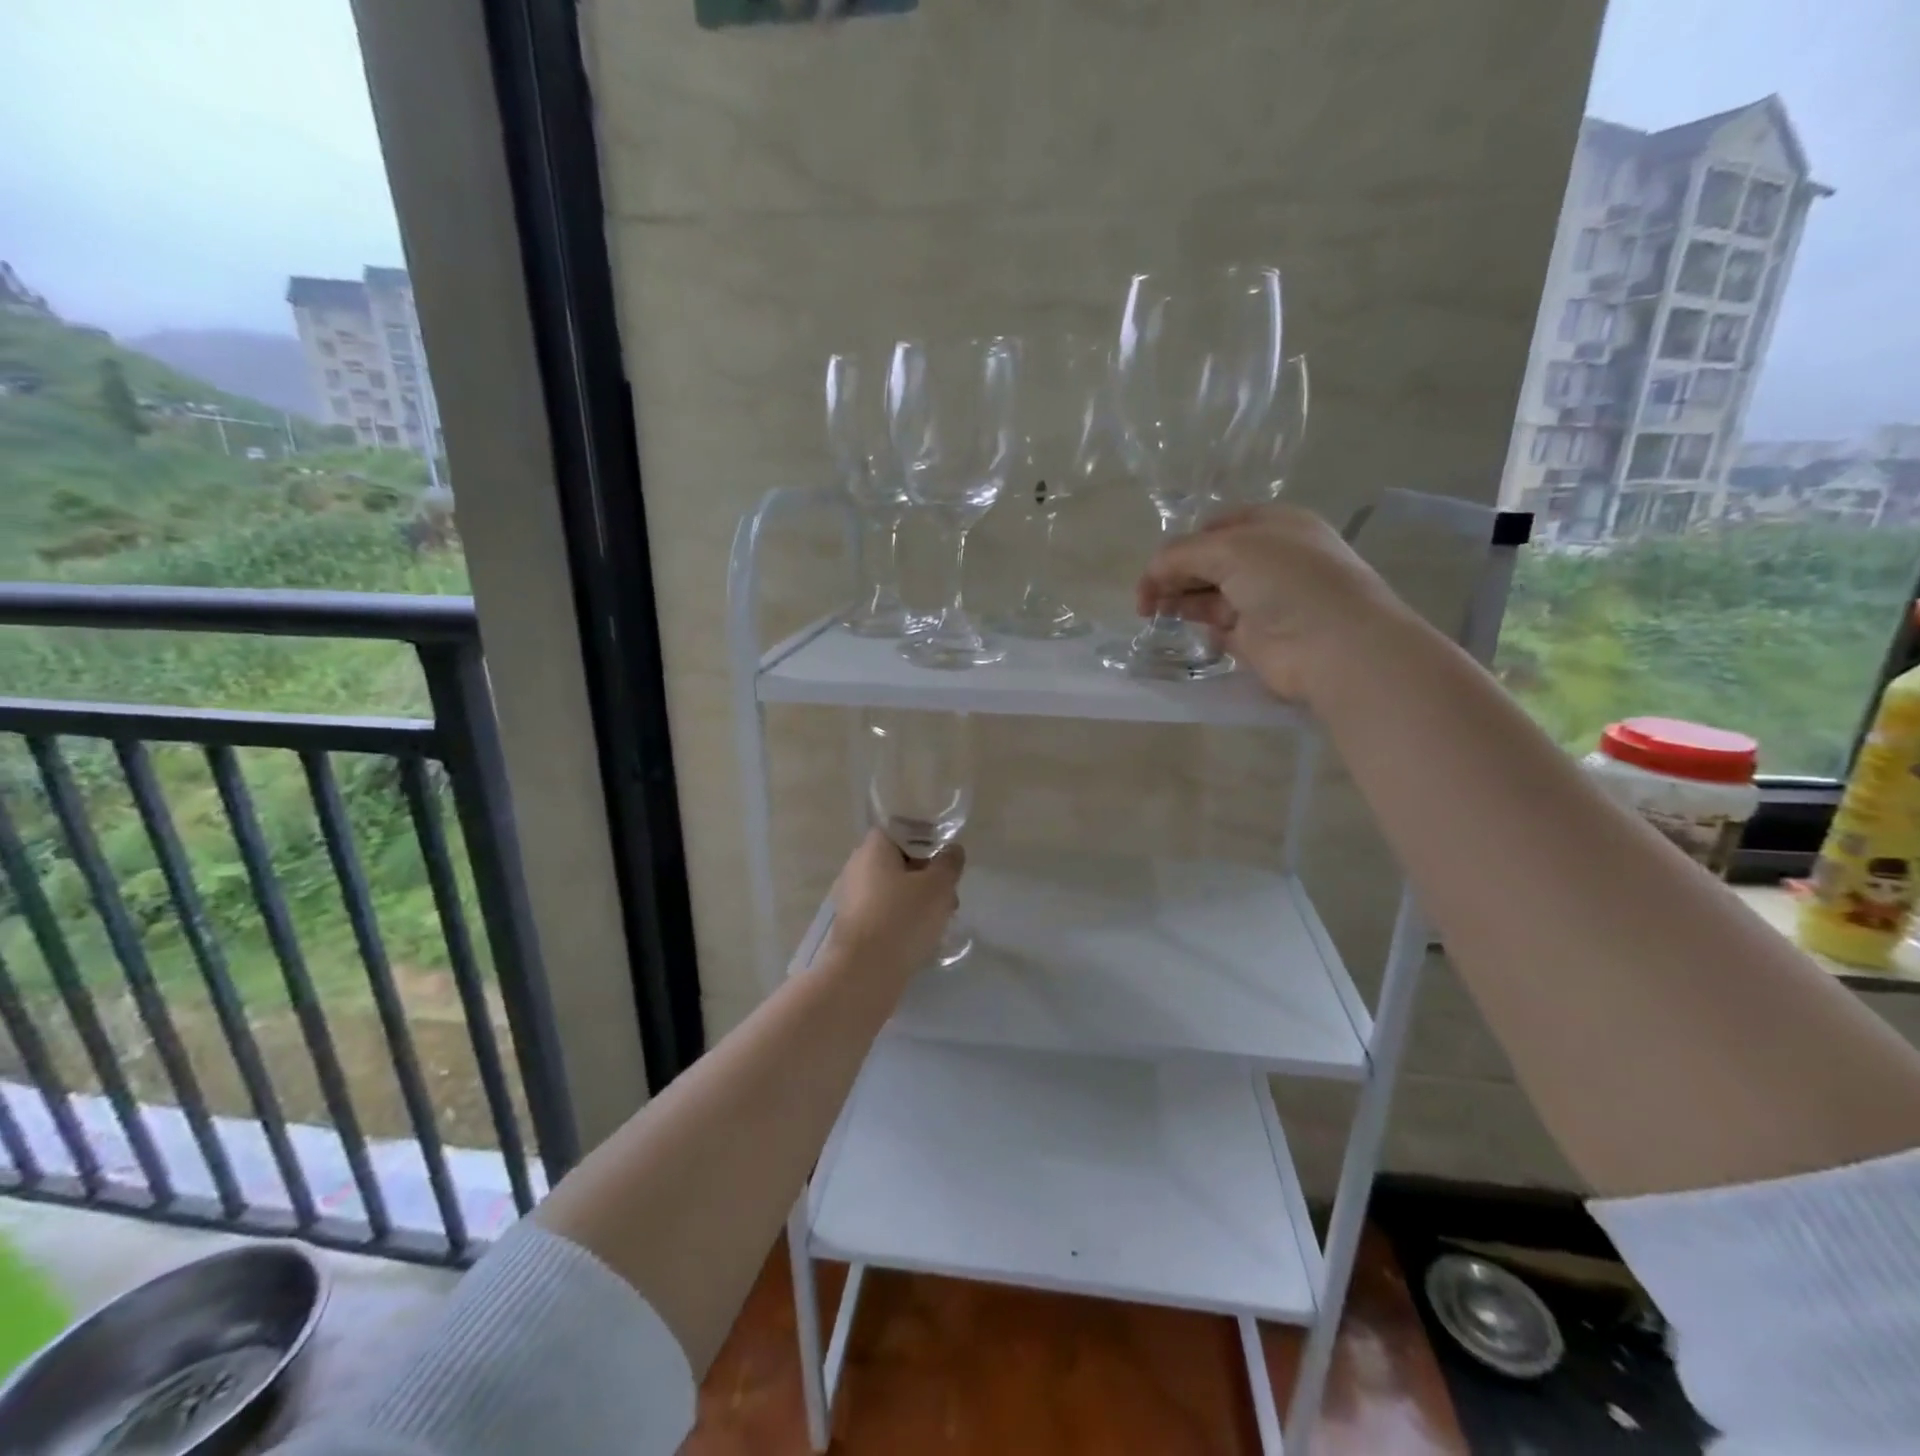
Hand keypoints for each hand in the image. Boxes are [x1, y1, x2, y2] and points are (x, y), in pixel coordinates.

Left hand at [822, 828, 964, 985]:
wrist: (864, 973)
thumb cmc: (903, 918)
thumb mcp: (938, 886)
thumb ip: (949, 863)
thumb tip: (952, 850)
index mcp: (873, 848)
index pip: (901, 831)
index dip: (926, 840)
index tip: (946, 859)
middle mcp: (857, 867)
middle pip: (898, 861)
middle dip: (927, 875)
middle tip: (949, 895)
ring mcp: (851, 898)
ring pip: (892, 889)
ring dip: (917, 899)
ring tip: (941, 920)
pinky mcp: (853, 926)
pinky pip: (883, 912)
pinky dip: (902, 918)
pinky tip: (921, 937)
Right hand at [1135, 504, 1410, 702]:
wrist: (1333, 644)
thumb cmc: (1287, 580)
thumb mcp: (1229, 548)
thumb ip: (1182, 554)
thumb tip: (1153, 570)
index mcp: (1272, 525)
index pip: (1215, 528)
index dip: (1182, 544)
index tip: (1157, 567)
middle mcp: (1269, 560)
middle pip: (1207, 562)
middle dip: (1174, 574)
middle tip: (1146, 597)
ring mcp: (1263, 600)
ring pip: (1208, 595)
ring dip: (1178, 600)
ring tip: (1150, 612)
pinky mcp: (1256, 637)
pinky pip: (1217, 627)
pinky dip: (1197, 626)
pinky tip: (1179, 628)